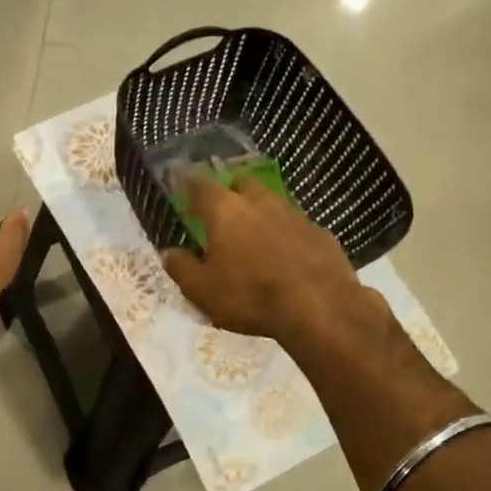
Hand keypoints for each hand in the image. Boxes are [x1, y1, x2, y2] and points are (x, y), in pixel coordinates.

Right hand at [161, 176, 372, 346]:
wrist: (320, 307)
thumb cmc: (250, 296)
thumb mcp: (202, 290)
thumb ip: (181, 267)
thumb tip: (170, 252)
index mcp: (225, 210)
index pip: (201, 185)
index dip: (189, 184)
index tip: (182, 187)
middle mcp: (260, 202)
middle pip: (242, 183)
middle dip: (230, 192)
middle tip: (222, 212)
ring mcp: (294, 214)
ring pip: (271, 202)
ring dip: (260, 213)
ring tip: (253, 236)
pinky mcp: (320, 232)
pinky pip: (295, 226)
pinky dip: (285, 234)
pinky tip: (285, 256)